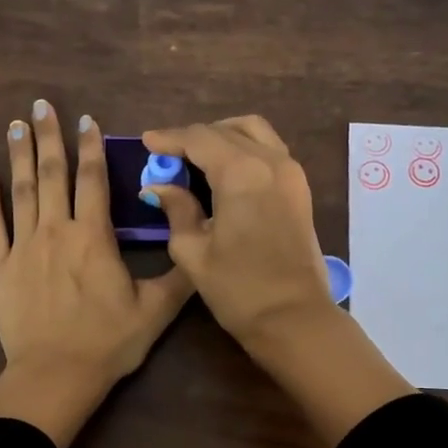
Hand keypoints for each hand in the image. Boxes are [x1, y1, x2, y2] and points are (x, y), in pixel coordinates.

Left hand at [0, 100, 192, 447]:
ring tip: (16, 125)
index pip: (93, 181)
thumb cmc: (107, 343)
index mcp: (93, 238)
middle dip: (49, 137)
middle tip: (41, 105)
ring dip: (19, 155)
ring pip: (21, 191)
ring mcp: (22, 248)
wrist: (55, 375)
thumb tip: (197, 245)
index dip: (91, 148)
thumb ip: (178, 275)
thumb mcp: (155, 311)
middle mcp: (55, 232)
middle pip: (52, 175)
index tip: (86, 120)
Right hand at [138, 115, 333, 348]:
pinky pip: (269, 149)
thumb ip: (176, 210)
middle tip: (167, 155)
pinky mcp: (300, 188)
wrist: (293, 318)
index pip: (199, 138)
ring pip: (253, 131)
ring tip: (196, 157)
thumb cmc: (238, 288)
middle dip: (193, 138)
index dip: (169, 138)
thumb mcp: (193, 251)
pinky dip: (244, 148)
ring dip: (222, 136)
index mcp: (241, 173)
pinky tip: (224, 170)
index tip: (146, 143)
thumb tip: (158, 187)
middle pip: (226, 130)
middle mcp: (270, 161)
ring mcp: (291, 172)